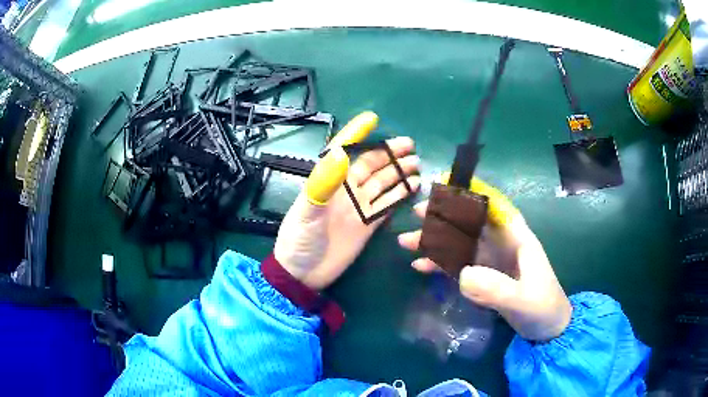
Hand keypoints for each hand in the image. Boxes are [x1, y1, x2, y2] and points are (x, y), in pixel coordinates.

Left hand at [274, 112, 420, 289]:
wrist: (302, 273)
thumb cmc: (299, 240)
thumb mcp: (307, 211)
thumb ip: (322, 184)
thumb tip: (339, 154)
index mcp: (329, 181)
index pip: (343, 151)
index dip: (356, 135)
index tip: (372, 120)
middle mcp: (346, 190)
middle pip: (370, 164)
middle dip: (388, 153)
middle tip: (410, 145)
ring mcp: (358, 207)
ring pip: (382, 183)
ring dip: (398, 172)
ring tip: (416, 163)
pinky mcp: (368, 224)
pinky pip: (387, 205)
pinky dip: (400, 195)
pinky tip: (413, 186)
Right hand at [398, 178, 571, 341]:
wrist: (546, 330)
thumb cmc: (543, 308)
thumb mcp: (523, 300)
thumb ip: (497, 288)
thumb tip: (462, 275)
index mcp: (517, 238)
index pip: (493, 206)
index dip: (471, 192)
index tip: (445, 185)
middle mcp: (501, 244)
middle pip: (470, 223)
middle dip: (443, 216)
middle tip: (417, 212)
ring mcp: (490, 261)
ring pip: (459, 244)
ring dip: (434, 242)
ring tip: (406, 242)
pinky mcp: (482, 277)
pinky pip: (457, 266)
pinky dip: (439, 265)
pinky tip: (419, 266)